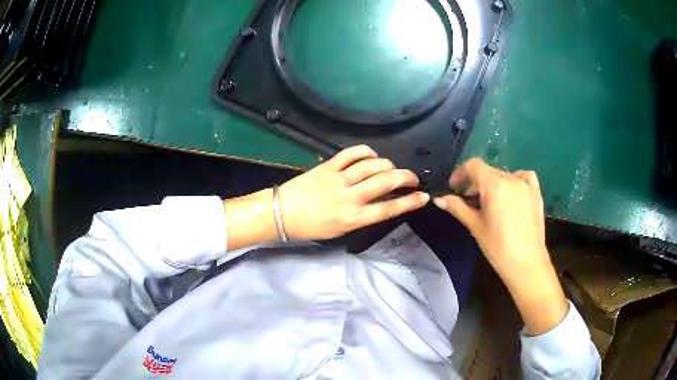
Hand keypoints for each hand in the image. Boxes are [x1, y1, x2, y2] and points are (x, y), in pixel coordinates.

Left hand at [223, 145, 429, 250]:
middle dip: (405, 177)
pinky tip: (371, 155)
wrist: (281, 213)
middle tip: (412, 178)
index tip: (424, 197)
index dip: (409, 202)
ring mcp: (339, 180)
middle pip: (385, 182)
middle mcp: (350, 198)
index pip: (389, 209)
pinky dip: (365, 151)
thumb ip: (361, 216)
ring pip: (372, 165)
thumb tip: (378, 202)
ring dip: (387, 164)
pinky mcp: (328, 167)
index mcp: (353, 218)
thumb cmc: (310, 227)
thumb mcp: (339, 230)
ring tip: (391, 167)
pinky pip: (351, 154)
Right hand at [433, 158, 566, 334]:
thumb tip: (439, 199)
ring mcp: (526, 184)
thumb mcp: (475, 226)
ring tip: (490, 202)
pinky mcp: (536, 192)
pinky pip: (523, 177)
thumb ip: (458, 208)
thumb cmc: (498, 247)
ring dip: (492, 184)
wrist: (526, 263)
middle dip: (475, 182)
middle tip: (469, 200)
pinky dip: (514, 179)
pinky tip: (511, 193)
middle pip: (488, 171)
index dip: (460, 173)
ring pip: (503, 175)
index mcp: (494, 185)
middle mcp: (511, 178)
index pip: (473, 166)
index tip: (454, 188)